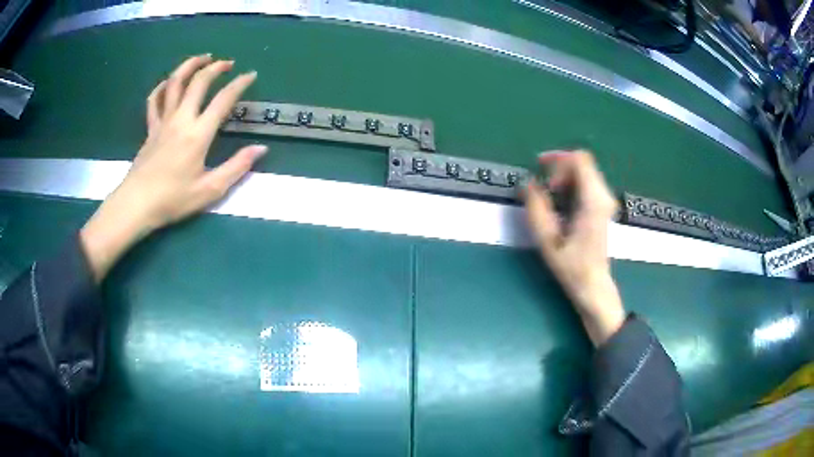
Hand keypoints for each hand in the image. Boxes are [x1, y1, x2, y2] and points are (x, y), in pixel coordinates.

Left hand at [80, 55, 266, 281]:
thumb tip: (261, 149)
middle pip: (198, 82)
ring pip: (174, 83)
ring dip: (189, 66)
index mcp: (198, 134)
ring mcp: (163, 122)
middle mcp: (181, 119)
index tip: (250, 75)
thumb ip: (237, 167)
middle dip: (215, 67)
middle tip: (227, 63)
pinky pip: (154, 100)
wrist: (136, 205)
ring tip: (202, 58)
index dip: (239, 84)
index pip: (223, 100)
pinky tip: (168, 83)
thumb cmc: (173, 200)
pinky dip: (162, 87)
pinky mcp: (150, 129)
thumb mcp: (210, 190)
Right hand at [524, 151, 624, 346]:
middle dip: (559, 168)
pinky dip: (571, 184)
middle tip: (544, 187)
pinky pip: (587, 182)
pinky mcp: (603, 207)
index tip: (539, 167)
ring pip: (585, 171)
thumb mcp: (548, 240)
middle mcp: (603, 196)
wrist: (594, 285)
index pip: (580, 160)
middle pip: (582, 163)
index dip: (558, 158)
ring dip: (565, 176)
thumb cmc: (571, 267)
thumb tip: (527, 183)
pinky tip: (561, 203)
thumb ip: (536, 208)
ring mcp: (606, 201)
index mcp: (592, 201)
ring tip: (551, 196)